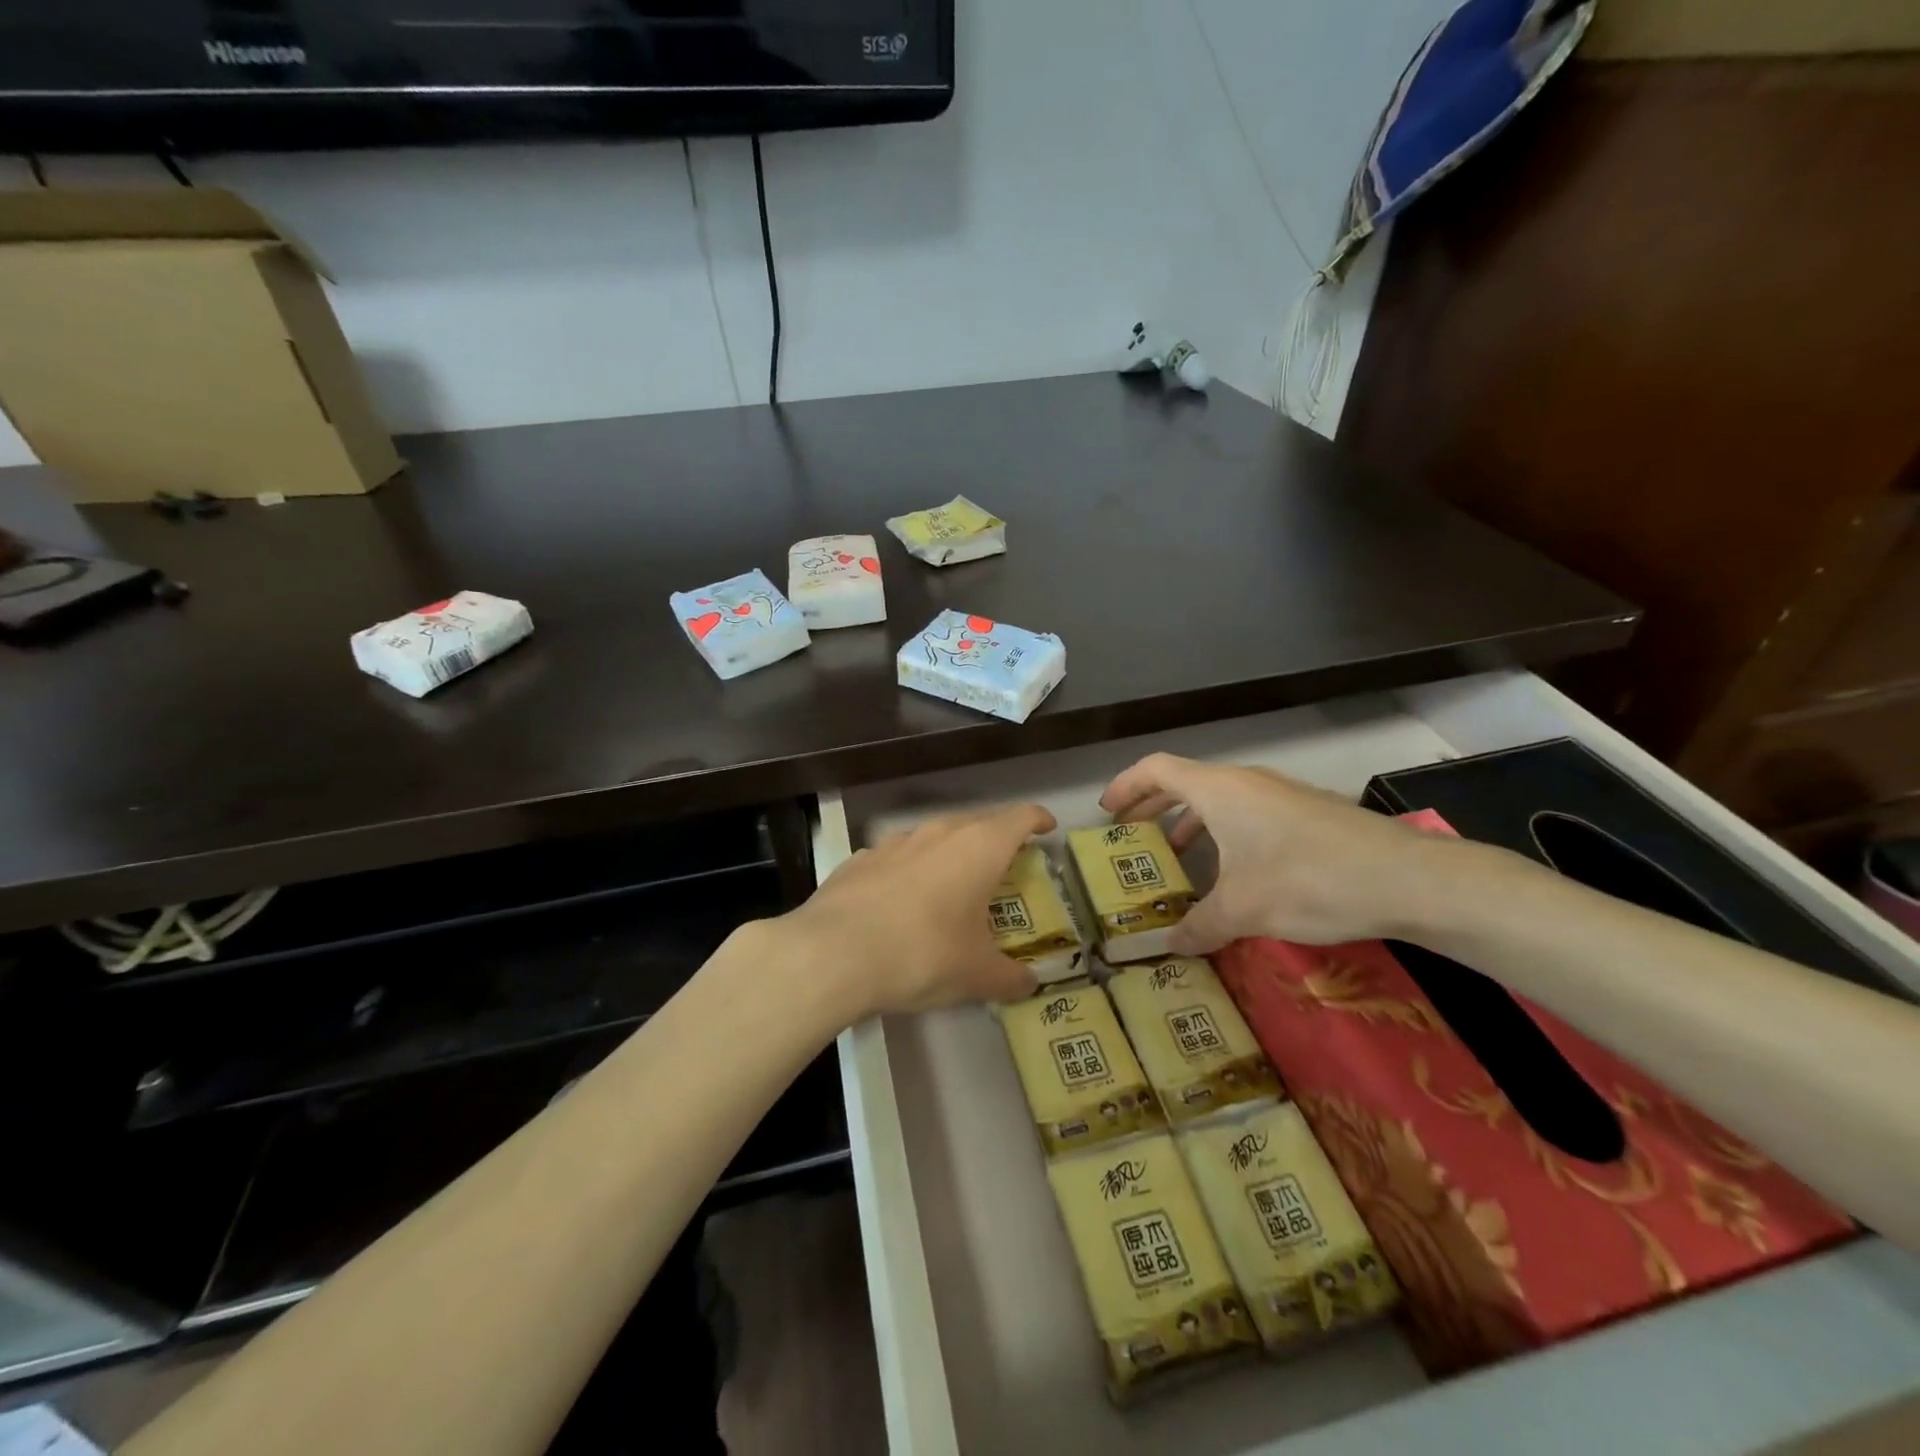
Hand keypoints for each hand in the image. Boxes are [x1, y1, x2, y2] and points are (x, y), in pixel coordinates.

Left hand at [773, 803, 1056, 1021]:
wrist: (831, 954)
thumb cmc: (922, 955)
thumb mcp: (976, 975)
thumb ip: (1009, 978)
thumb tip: (1029, 984)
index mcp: (979, 848)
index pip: (1020, 818)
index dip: (1037, 820)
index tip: (1046, 828)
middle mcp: (938, 833)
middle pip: (977, 822)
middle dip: (995, 839)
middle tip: (1005, 865)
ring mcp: (894, 843)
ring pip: (933, 837)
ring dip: (949, 854)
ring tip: (952, 884)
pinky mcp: (858, 859)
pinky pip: (896, 858)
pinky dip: (908, 871)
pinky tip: (900, 901)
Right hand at [1099, 753, 1463, 951]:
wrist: (1408, 879)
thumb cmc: (1307, 881)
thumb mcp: (1242, 909)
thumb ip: (1198, 926)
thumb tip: (1169, 946)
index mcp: (1219, 791)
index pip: (1156, 769)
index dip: (1126, 786)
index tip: (1107, 811)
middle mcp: (1247, 782)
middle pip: (1185, 781)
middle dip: (1153, 805)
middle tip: (1131, 833)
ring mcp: (1282, 794)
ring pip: (1220, 798)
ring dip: (1191, 821)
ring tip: (1179, 855)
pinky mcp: (1309, 813)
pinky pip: (1249, 812)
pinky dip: (1225, 831)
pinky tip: (1235, 870)